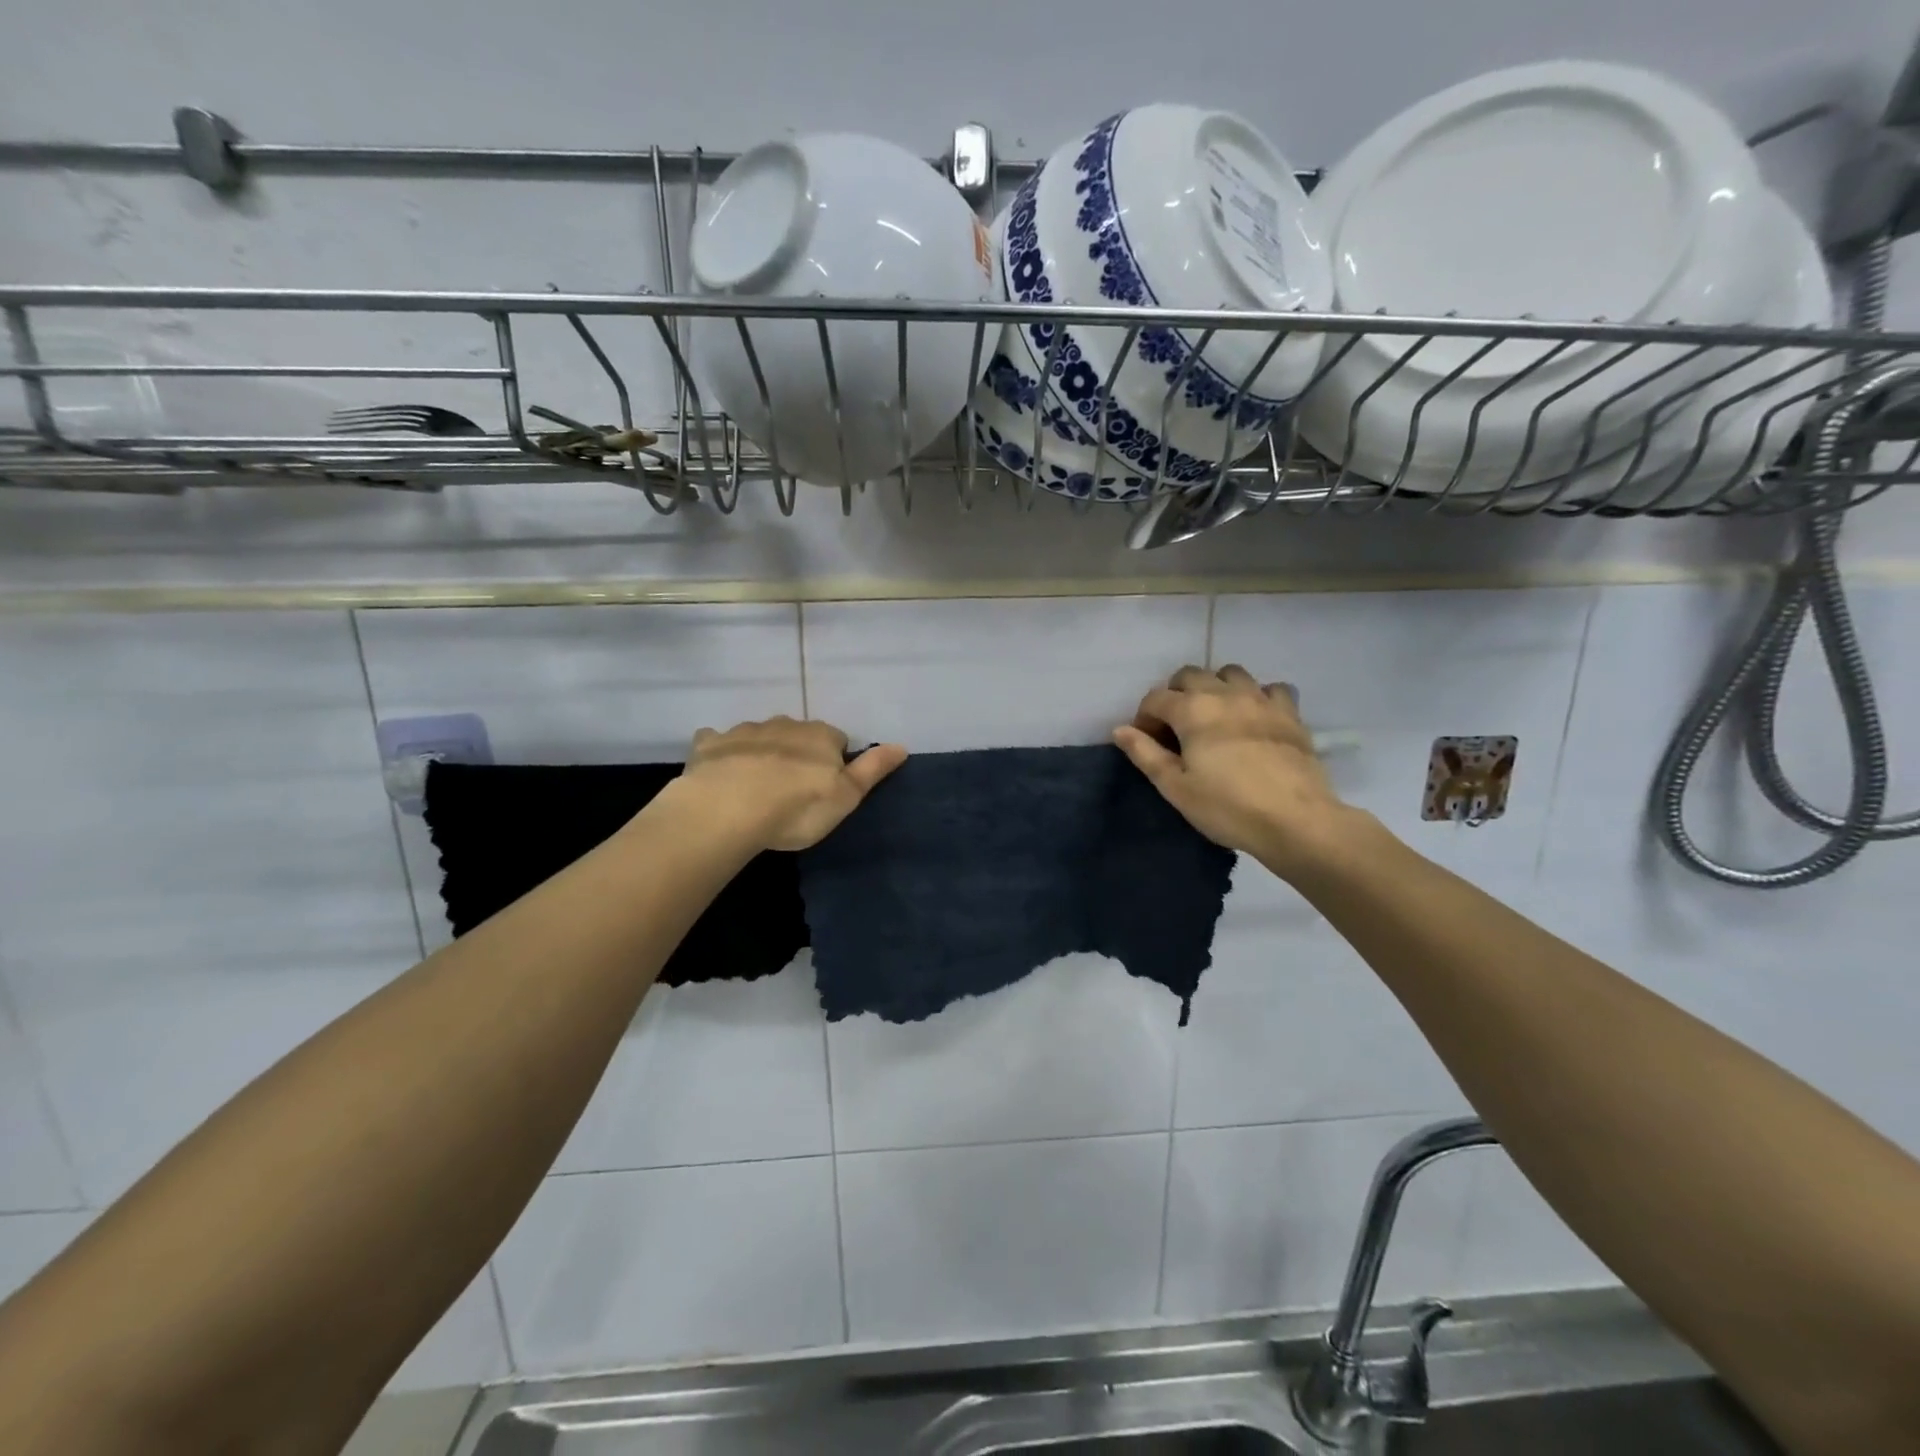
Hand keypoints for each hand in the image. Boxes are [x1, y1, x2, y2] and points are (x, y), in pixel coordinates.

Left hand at [678, 716, 906, 851]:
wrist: (727, 809)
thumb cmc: (797, 807)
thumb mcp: (846, 796)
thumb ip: (873, 769)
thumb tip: (901, 745)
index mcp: (820, 736)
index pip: (837, 740)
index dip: (833, 763)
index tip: (825, 788)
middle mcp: (785, 724)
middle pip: (798, 734)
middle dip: (797, 753)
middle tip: (792, 789)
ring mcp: (745, 731)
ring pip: (760, 735)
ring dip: (762, 752)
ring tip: (756, 786)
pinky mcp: (710, 744)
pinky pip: (718, 740)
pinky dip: (722, 752)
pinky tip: (719, 772)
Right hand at [1113, 665, 1360, 873]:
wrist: (1295, 820)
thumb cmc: (1227, 807)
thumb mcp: (1176, 787)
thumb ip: (1145, 754)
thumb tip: (1120, 730)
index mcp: (1191, 710)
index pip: (1155, 698)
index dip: (1144, 718)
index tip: (1147, 743)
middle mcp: (1224, 693)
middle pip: (1190, 675)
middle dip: (1176, 694)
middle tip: (1177, 727)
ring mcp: (1261, 699)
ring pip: (1231, 673)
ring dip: (1216, 687)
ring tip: (1215, 716)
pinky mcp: (1290, 712)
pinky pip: (1271, 688)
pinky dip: (1258, 696)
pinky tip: (1256, 718)